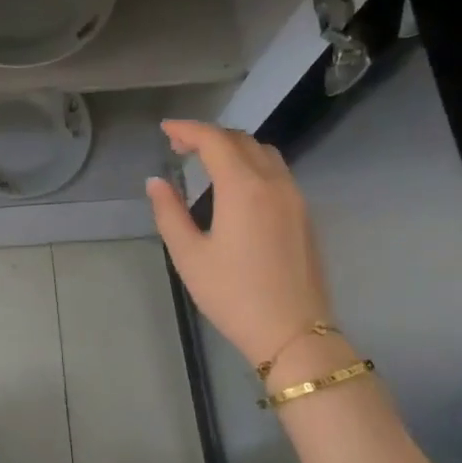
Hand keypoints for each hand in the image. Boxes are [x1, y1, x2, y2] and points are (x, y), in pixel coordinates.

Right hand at [147, 120, 334, 370]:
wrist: (292, 333)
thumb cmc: (232, 295)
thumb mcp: (189, 255)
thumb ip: (169, 212)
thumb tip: (155, 182)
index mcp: (244, 188)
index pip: (214, 141)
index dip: (187, 129)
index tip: (165, 129)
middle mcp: (275, 183)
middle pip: (242, 140)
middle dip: (209, 136)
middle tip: (179, 147)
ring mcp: (296, 198)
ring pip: (265, 153)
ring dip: (234, 148)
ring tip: (207, 162)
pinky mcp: (305, 215)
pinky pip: (278, 173)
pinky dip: (252, 165)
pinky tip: (236, 186)